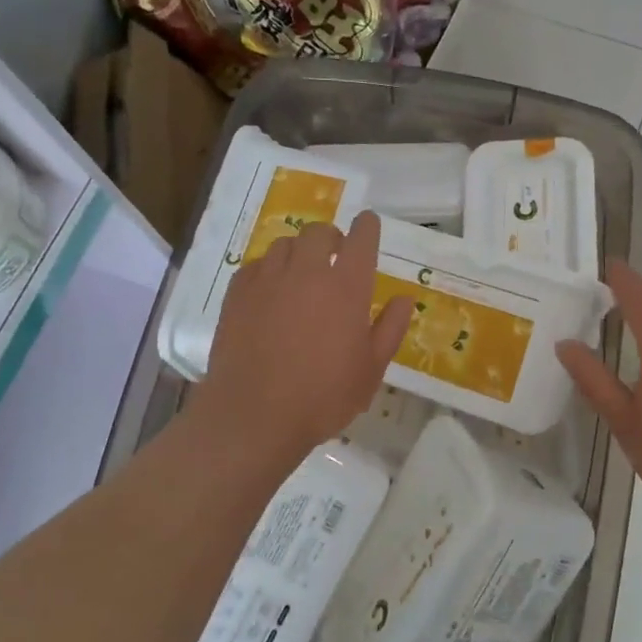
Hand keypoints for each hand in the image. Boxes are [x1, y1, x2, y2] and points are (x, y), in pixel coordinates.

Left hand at [193, 211, 412, 463]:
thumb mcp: (370, 370)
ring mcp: (267, 280)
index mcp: (346, 287)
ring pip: (284, 245)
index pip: (362, 238)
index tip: (368, 226)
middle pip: (319, 232)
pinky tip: (269, 293)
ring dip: (298, 253)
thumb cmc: (323, 397)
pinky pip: (255, 266)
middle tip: (335, 257)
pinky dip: (268, 271)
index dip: (367, 227)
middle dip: (331, 238)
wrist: (254, 416)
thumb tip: (404, 299)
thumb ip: (390, 329)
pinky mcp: (237, 294)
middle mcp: (307, 272)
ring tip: (301, 276)